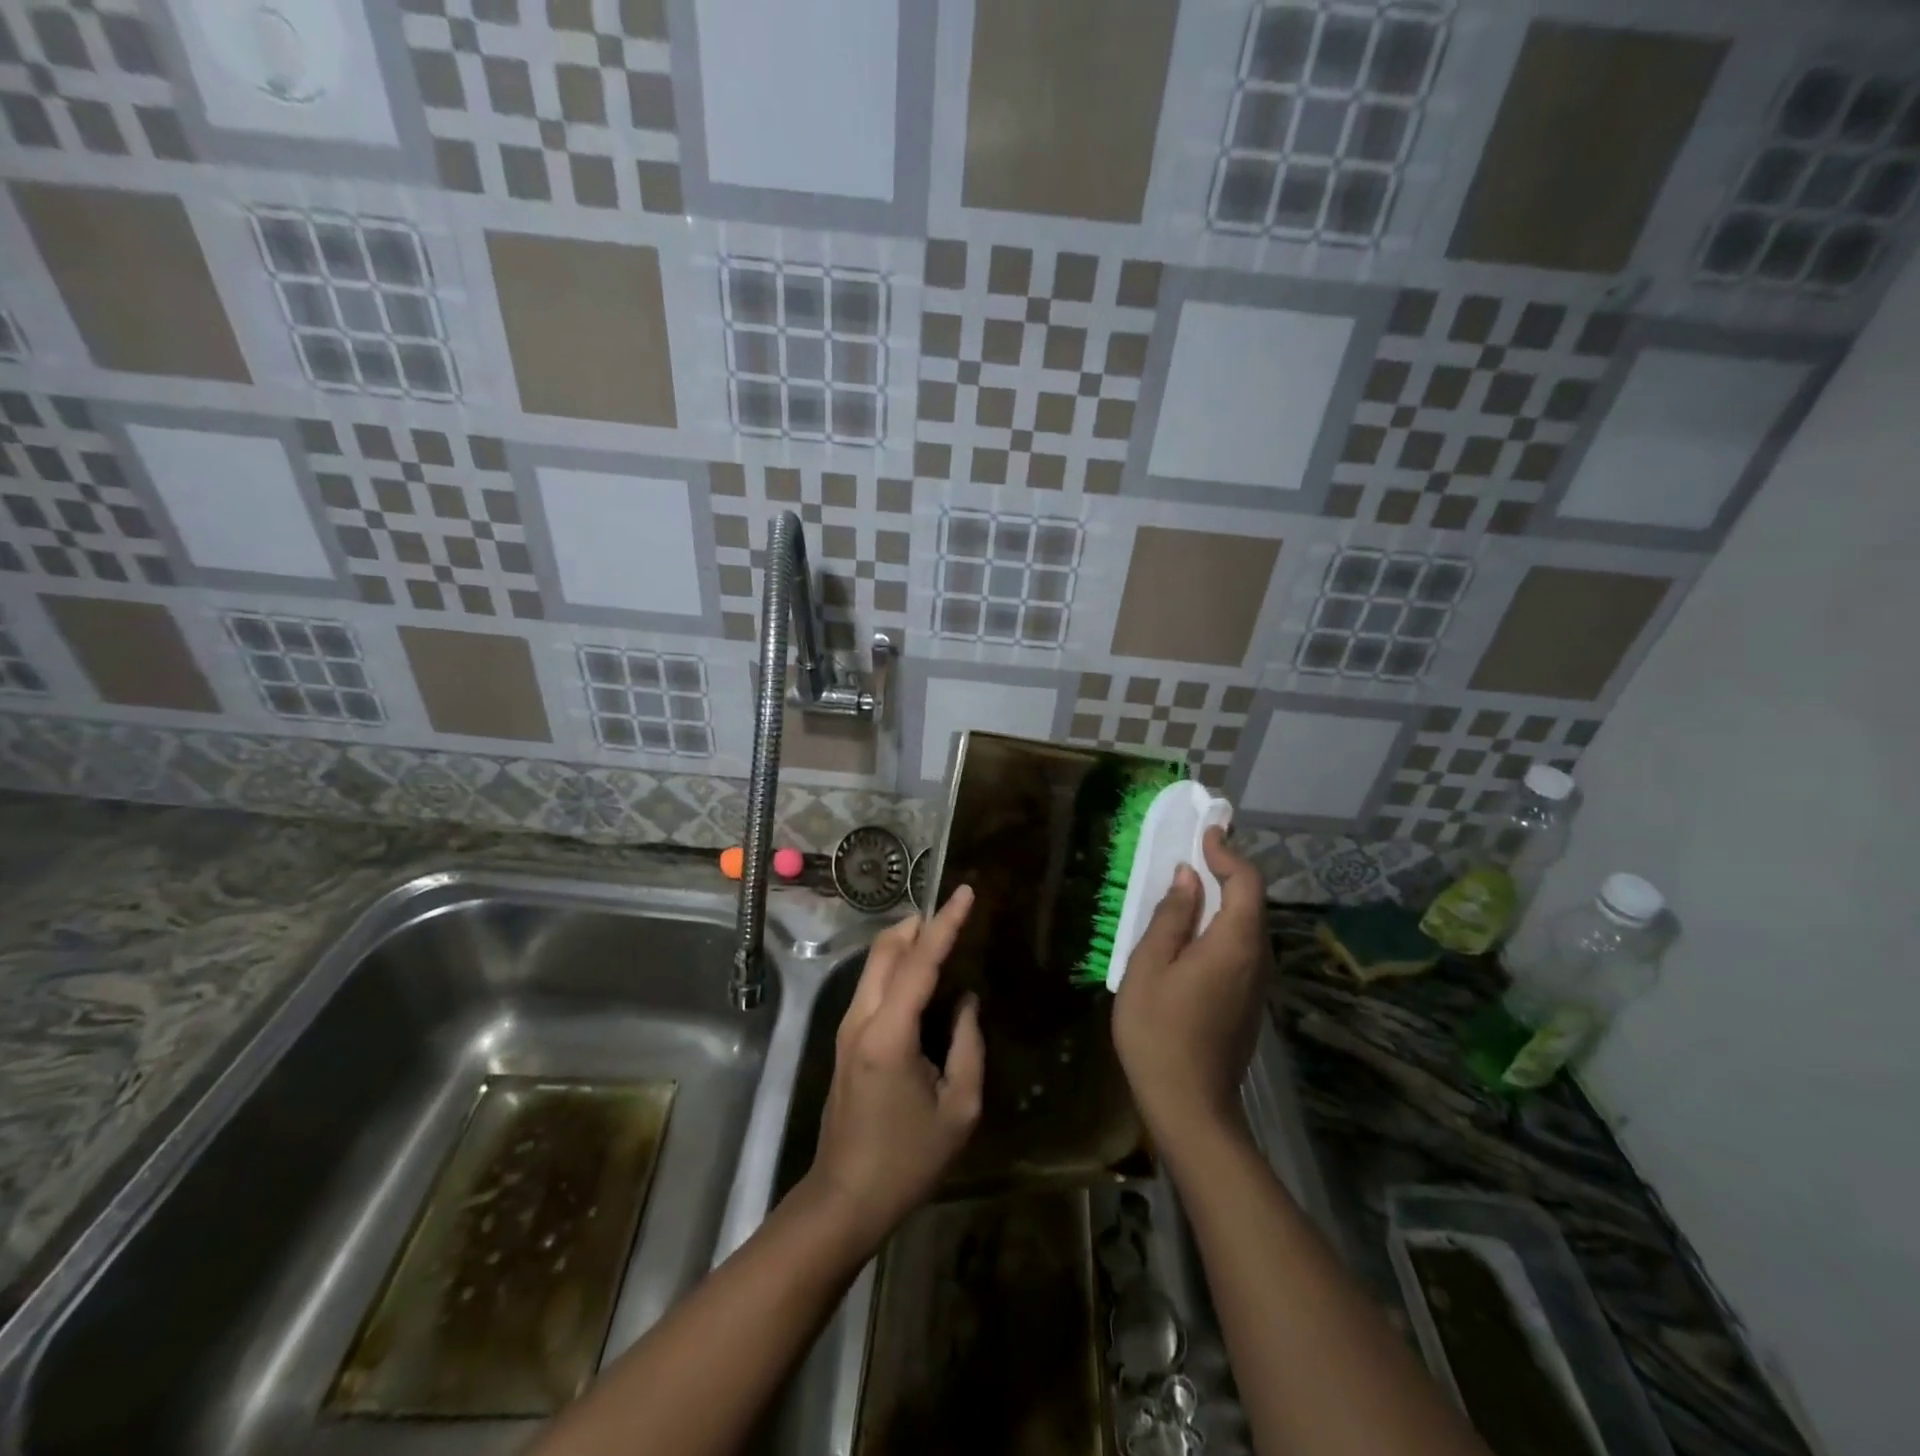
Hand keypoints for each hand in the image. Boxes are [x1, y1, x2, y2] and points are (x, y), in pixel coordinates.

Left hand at [801, 885, 983, 1252]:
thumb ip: (968, 1045)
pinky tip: (924, 977)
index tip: (965, 892)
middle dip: (920, 923)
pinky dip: (898, 966)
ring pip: (875, 963)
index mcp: (889, 1034)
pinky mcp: (847, 1039)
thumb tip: (967, 1001)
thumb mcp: (959, 1108)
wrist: (846, 1198)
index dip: (945, 923)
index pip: (919, 962)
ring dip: (907, 942)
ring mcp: (848, 1027)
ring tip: (945, 938)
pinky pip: (873, 985)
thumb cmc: (908, 1159)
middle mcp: (861, 1018)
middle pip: (886, 949)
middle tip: (956, 913)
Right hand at [1112, 829, 1268, 1143]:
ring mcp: (1257, 984)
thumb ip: (1172, 917)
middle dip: (1228, 871)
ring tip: (1192, 884)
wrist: (1190, 1107)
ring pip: (1249, 926)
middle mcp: (1257, 959)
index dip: (1228, 853)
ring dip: (1226, 898)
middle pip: (1253, 902)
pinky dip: (1224, 925)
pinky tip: (1195, 931)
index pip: (1247, 883)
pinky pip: (1242, 948)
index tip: (1207, 832)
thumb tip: (1189, 878)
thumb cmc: (1159, 1032)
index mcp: (1235, 944)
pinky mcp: (1248, 1002)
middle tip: (1197, 851)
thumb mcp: (1150, 966)